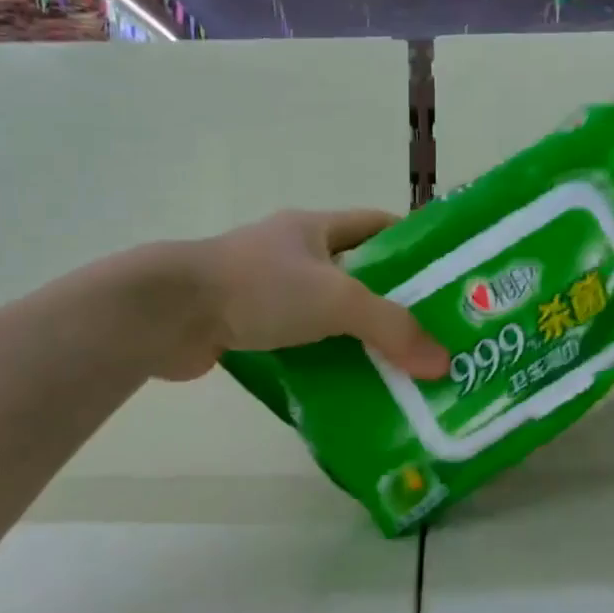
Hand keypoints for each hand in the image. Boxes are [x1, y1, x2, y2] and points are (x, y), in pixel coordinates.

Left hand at [156, 209, 449, 381]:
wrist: (167, 313)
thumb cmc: (259, 287)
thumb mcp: (337, 299)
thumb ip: (391, 327)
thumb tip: (442, 362)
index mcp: (315, 228)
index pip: (377, 225)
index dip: (412, 245)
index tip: (445, 278)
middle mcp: (292, 253)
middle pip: (355, 274)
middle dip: (391, 303)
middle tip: (430, 337)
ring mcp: (266, 291)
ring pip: (326, 314)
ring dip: (356, 339)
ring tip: (398, 369)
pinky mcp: (247, 326)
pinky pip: (299, 343)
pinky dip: (322, 361)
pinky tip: (347, 387)